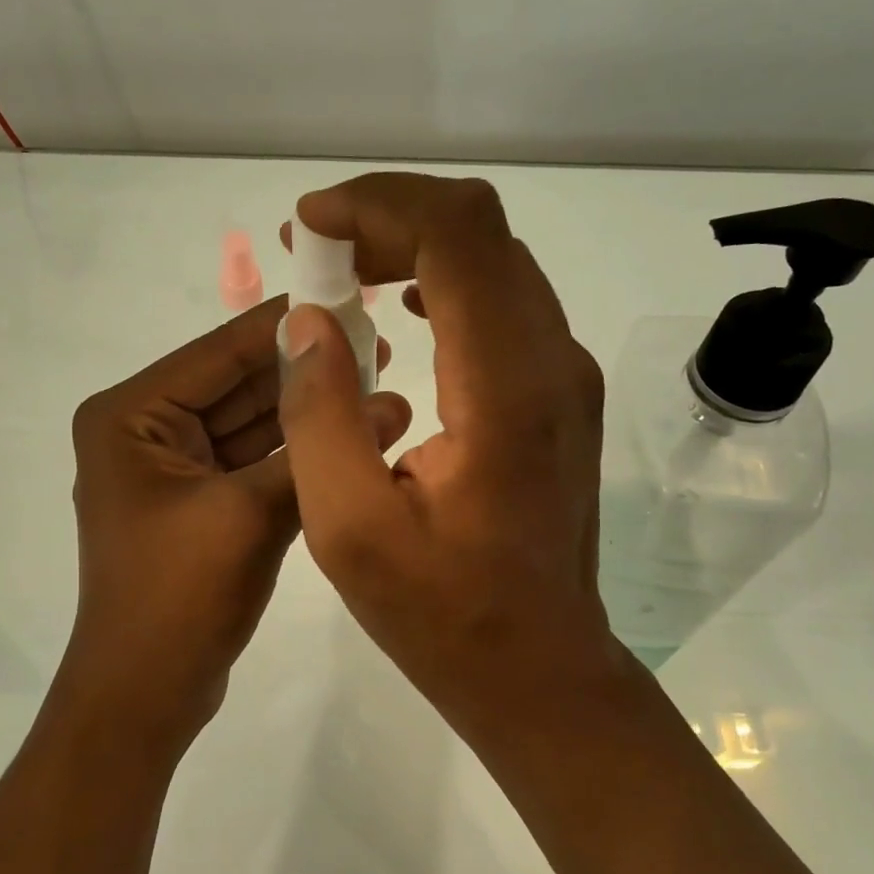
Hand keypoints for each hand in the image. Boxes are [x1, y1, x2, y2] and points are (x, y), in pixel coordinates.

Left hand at [60, 296, 411, 747]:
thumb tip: (390, 401)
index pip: (219, 352)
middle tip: (379, 346)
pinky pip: (255, 462)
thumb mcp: (249, 513)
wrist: (146, 696)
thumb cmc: (178, 596)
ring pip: (253, 424)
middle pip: (238, 385)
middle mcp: (146, 431)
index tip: (349, 299)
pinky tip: (356, 435)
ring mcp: (174, 469)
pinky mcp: (202, 503)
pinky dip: (299, 454)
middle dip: (306, 371)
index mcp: (131, 416)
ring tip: (382, 387)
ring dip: (309, 413)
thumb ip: (314, 450)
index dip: (286, 326)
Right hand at [278, 174, 611, 731]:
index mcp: (506, 388)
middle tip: (312, 248)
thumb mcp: (350, 529)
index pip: (459, 233)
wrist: (540, 668)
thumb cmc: (443, 613)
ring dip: (412, 244)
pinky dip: (441, 281)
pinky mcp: (559, 392)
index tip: (307, 226)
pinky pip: (502, 300)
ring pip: (493, 259)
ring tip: (340, 271)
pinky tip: (395, 308)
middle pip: (479, 231)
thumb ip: (319, 416)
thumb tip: (308, 320)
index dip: (378, 205)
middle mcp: (552, 361)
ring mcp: (565, 374)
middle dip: (387, 216)